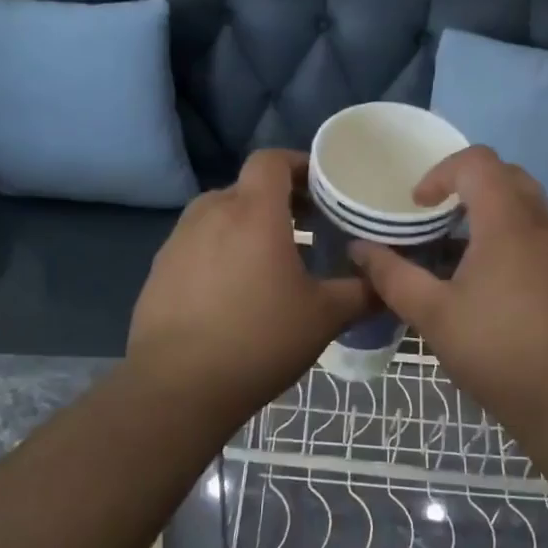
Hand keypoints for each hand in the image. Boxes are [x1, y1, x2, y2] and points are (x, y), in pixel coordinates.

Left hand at [128, 150, 372, 414]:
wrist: (178, 386)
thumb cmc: (259, 341)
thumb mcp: (324, 317)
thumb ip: (362, 292)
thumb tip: (387, 281)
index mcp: (253, 213)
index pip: (271, 160)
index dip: (298, 164)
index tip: (322, 188)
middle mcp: (211, 213)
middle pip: (247, 187)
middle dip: (279, 200)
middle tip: (309, 227)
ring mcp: (179, 240)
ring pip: (220, 214)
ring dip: (248, 225)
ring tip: (272, 259)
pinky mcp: (160, 268)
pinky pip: (198, 243)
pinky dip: (221, 249)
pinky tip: (234, 289)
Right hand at [350, 147, 547, 438]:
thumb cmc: (499, 352)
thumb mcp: (434, 316)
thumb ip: (392, 277)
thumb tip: (359, 250)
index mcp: (508, 223)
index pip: (478, 162)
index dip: (440, 172)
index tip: (416, 205)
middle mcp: (543, 225)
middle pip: (507, 176)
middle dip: (467, 185)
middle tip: (436, 217)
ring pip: (527, 207)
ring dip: (491, 212)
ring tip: (458, 251)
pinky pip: (540, 236)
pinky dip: (510, 238)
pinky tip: (491, 285)